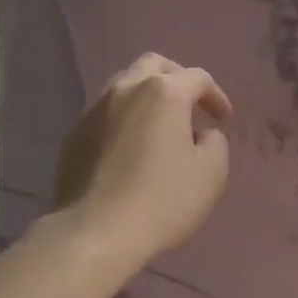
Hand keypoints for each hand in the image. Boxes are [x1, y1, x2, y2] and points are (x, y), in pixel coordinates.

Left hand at [54, 53, 232, 267]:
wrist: (95, 232)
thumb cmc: (162, 200)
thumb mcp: (211, 174)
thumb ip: (215, 143)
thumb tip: (201, 135)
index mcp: (163, 92)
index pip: (197, 78)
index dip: (216, 96)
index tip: (223, 121)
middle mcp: (126, 89)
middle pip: (154, 65)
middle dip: (177, 79)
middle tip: (190, 106)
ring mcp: (94, 110)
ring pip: (125, 85)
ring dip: (147, 98)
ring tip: (159, 127)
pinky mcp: (73, 135)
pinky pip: (105, 114)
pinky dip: (124, 120)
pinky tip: (130, 148)